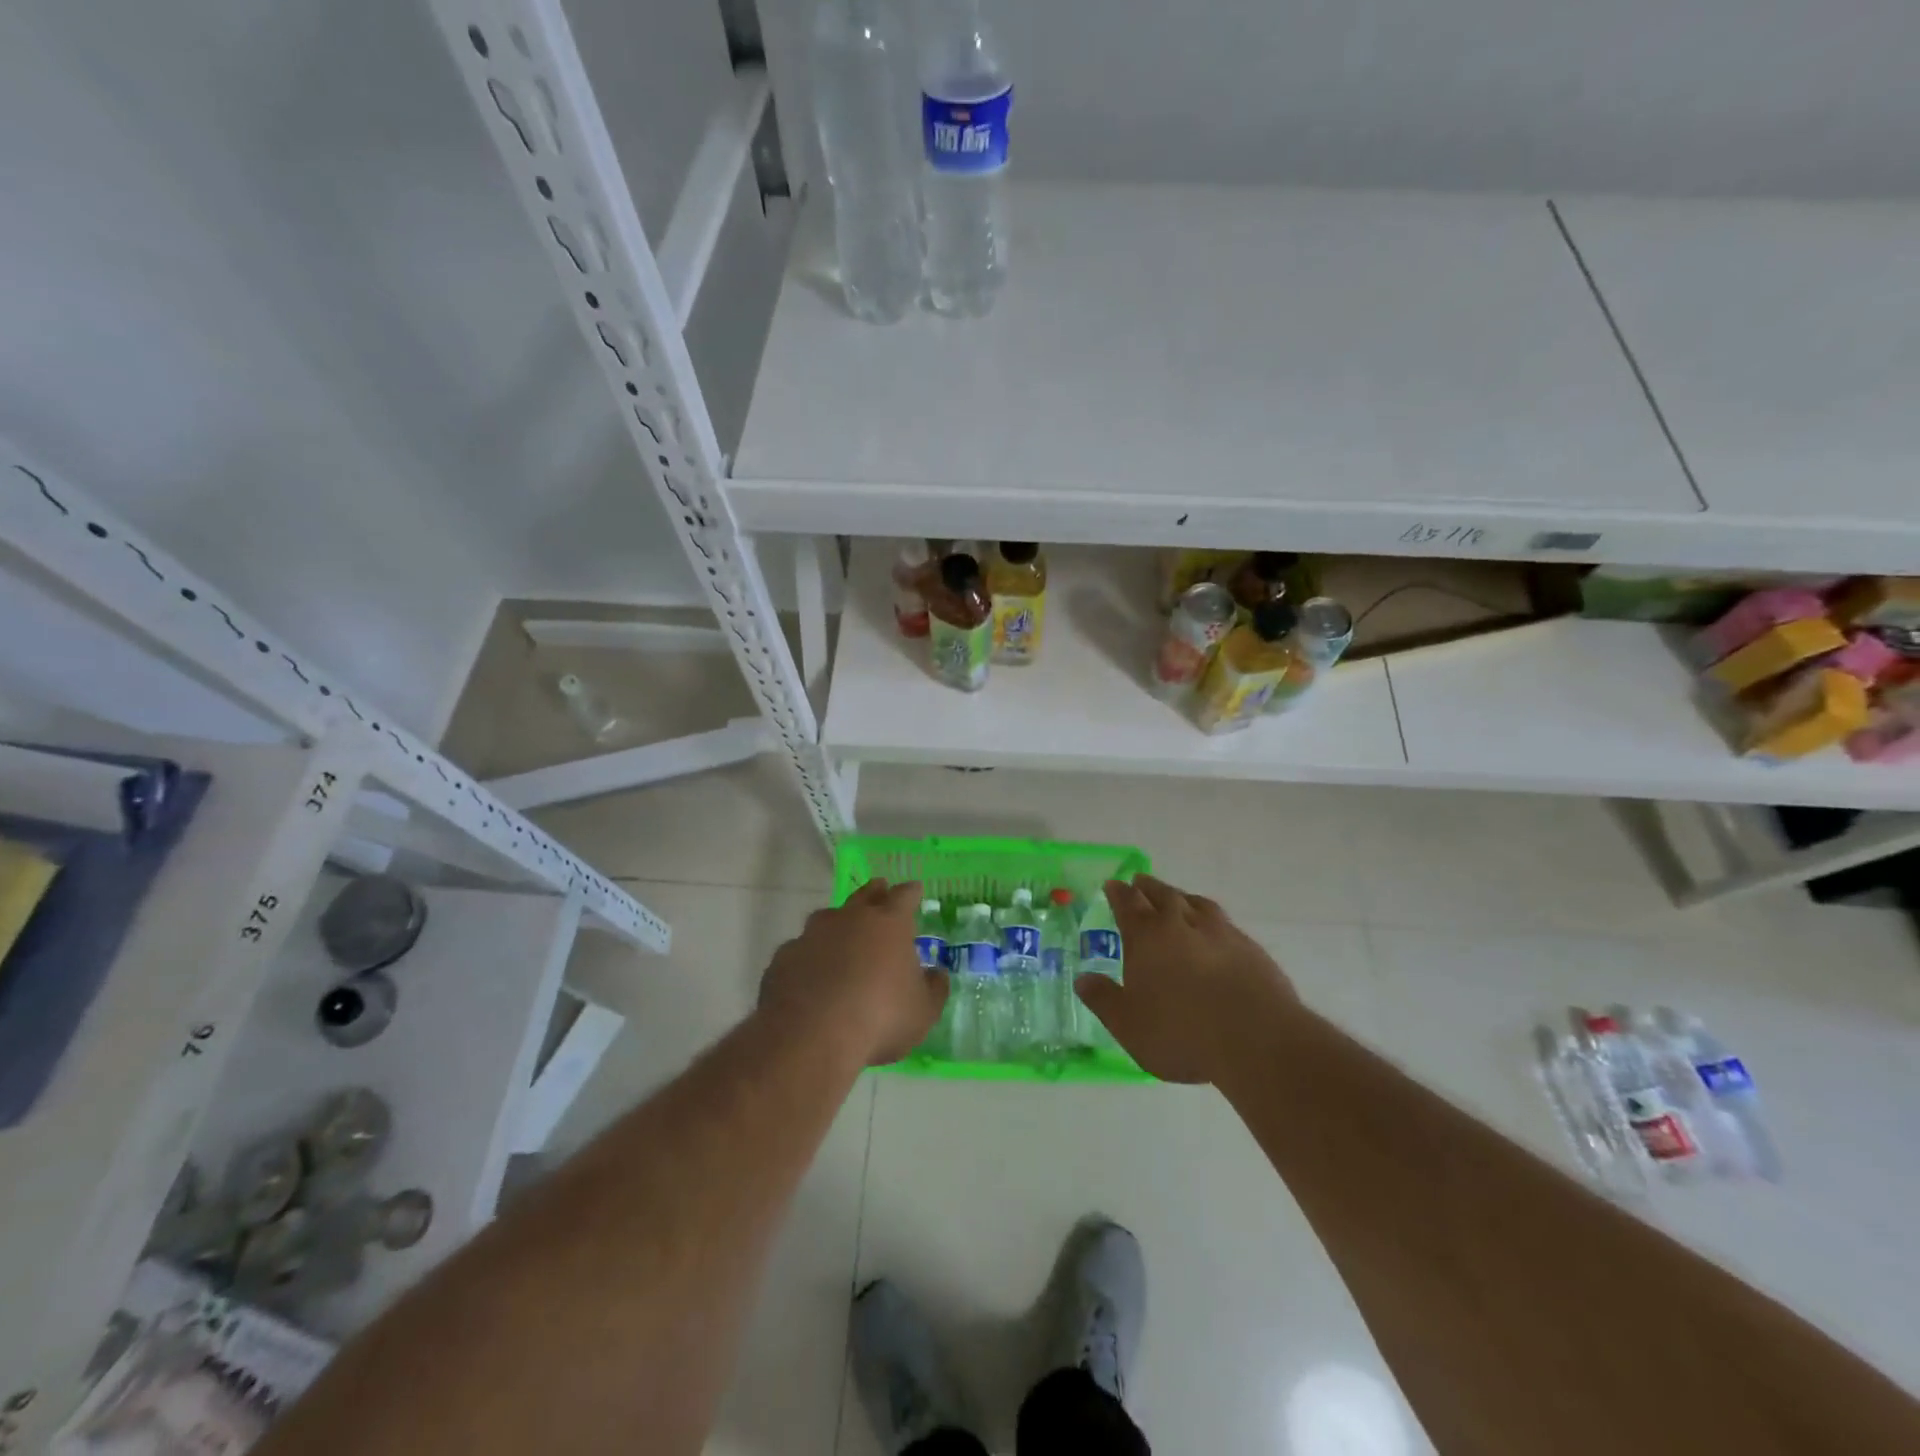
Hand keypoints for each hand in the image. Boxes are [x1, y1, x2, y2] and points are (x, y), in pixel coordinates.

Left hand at [759, 879, 947, 1066]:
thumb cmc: (880, 1018)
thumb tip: (936, 974)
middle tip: (880, 889)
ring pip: (827, 918)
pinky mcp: (784, 958)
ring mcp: (811, 935)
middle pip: (865, 895)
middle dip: (875, 892)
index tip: (915, 889)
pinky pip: (801, 950)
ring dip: (837, 924)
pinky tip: (810, 976)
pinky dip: (809, 957)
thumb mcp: (923, 1012)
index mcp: (889, 924)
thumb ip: (933, 989)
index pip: (904, 896)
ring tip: (841, 936)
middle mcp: (849, 919)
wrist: (811, 1037)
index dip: (911, 892)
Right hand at [1074, 874, 1296, 1083]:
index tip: (1112, 884)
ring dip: (1181, 897)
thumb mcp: (1129, 1025)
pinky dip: (1210, 919)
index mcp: (1147, 937)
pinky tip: (1214, 931)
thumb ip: (1104, 1000)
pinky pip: (1223, 922)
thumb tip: (1083, 980)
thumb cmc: (1181, 1033)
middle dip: (1148, 887)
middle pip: (1162, 895)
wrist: (1257, 1041)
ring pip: (1196, 903)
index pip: (1128, 904)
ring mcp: (1220, 932)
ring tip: (1177, 898)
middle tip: (1139, 881)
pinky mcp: (1250, 948)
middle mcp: (1181, 924)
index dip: (1118, 893)